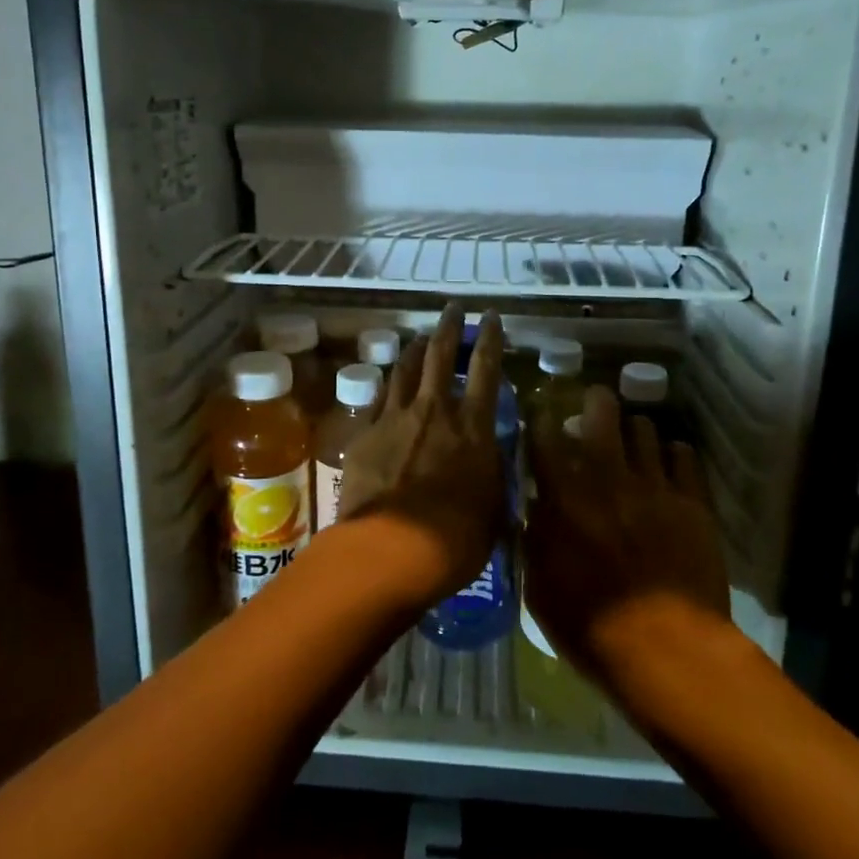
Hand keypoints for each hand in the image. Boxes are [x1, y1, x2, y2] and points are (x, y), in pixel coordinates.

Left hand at [338, 304, 506, 605]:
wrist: (390, 549)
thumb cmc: (455, 539)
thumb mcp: (493, 508)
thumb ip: (493, 473)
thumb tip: (493, 456)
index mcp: (473, 427)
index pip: (487, 369)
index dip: (490, 338)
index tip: (490, 316)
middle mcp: (435, 411)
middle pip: (441, 355)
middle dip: (449, 327)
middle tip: (452, 309)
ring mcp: (396, 418)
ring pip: (406, 369)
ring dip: (416, 349)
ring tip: (421, 338)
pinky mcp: (365, 433)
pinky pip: (379, 398)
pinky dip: (389, 385)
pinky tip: (389, 384)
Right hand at [525, 387, 730, 686]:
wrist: (666, 650)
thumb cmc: (589, 626)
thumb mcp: (540, 588)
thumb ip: (535, 539)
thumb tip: (536, 509)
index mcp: (563, 494)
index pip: (544, 435)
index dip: (539, 418)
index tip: (540, 415)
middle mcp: (607, 475)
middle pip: (601, 411)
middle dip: (594, 402)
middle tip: (593, 407)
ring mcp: (654, 484)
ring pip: (645, 428)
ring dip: (634, 431)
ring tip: (633, 441)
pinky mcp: (692, 501)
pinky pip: (685, 456)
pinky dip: (674, 454)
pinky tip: (670, 463)